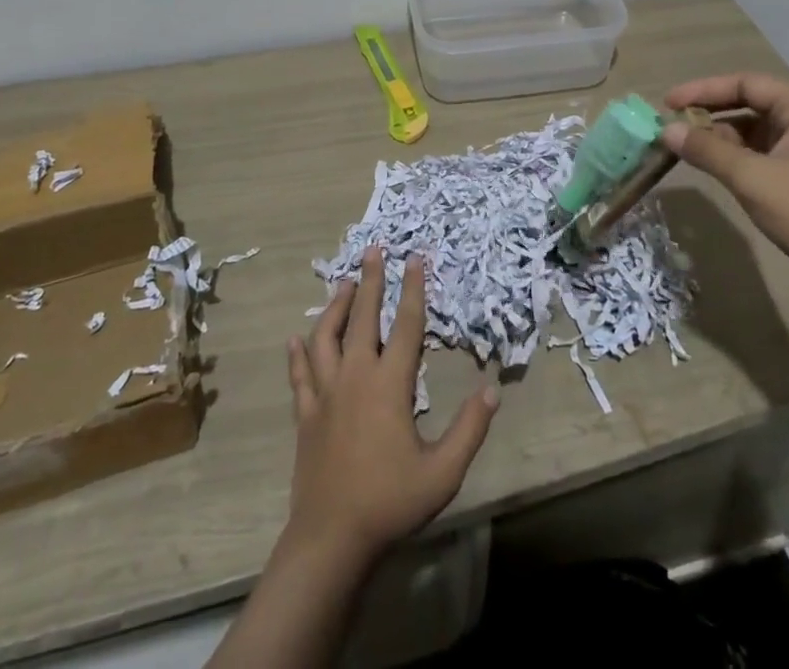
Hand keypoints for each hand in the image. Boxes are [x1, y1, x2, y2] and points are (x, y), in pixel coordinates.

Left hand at [283, 247, 499, 566]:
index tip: (415, 257)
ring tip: (343, 284)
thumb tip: (492, 390)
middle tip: (373, 249)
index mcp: (389, 384)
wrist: (331, 539)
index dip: (412, 289)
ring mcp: (325, 394)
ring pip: (326, 337)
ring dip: (334, 307)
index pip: (405, 325)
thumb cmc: (390, 502)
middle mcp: (355, 376)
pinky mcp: (305, 415)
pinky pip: (300, 375)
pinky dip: (297, 354)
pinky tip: (295, 339)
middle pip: (362, 317)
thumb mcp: (443, 472)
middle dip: (370, 280)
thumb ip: (470, 428)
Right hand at [662, 73, 788, 300]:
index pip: (745, 83)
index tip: (668, 103)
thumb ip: (707, 150)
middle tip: (671, 125)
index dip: (703, 90)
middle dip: (709, 114)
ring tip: (684, 148)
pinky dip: (734, 157)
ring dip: (719, 137)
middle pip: (749, 103)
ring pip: (753, 130)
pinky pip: (761, 153)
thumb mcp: (752, 178)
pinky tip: (711, 167)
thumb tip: (665, 130)